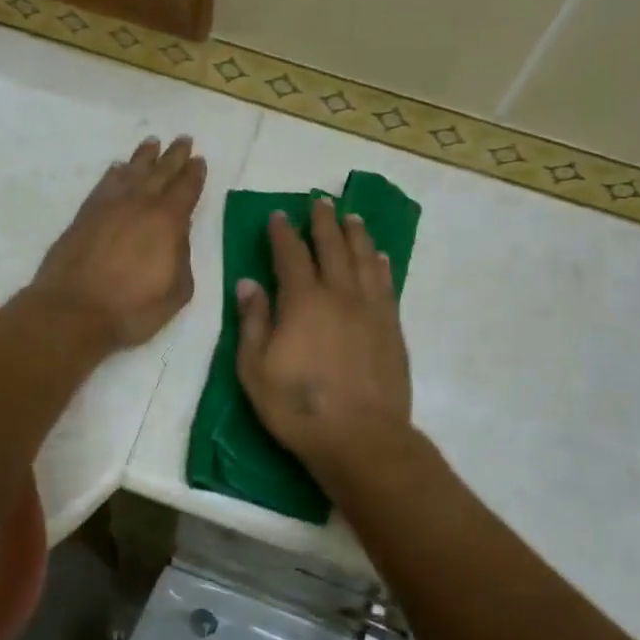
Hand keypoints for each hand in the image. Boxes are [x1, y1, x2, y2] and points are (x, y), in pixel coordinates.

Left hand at [30, 136, 207, 349]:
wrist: (73, 311)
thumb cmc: (133, 308)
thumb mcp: (177, 291)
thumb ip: (182, 258)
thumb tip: (176, 238)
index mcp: (168, 221)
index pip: (186, 189)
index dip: (194, 173)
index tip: (199, 159)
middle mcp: (139, 204)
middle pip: (161, 172)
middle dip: (174, 155)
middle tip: (183, 139)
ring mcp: (109, 206)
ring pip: (131, 172)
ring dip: (144, 157)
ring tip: (152, 143)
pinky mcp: (84, 215)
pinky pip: (104, 184)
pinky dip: (114, 173)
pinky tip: (118, 168)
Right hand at [235, 198, 412, 470]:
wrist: (360, 438)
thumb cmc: (298, 406)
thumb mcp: (255, 368)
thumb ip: (253, 321)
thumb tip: (248, 282)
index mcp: (302, 301)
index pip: (291, 255)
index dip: (283, 232)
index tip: (279, 215)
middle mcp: (339, 294)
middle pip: (332, 247)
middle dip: (323, 222)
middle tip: (320, 201)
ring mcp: (370, 309)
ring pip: (364, 259)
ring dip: (356, 235)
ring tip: (352, 217)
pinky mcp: (392, 328)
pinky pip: (387, 285)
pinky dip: (381, 266)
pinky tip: (380, 257)